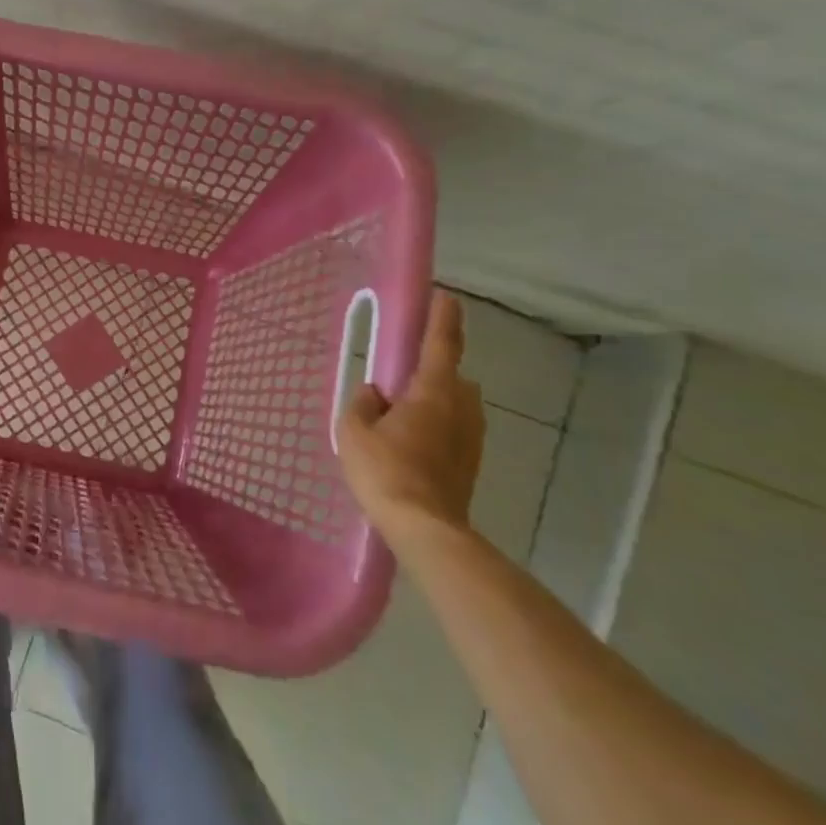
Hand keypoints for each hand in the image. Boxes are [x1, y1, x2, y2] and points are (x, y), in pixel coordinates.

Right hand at [336, 292, 484, 540]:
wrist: (425, 527)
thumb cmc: (385, 470)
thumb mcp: (354, 430)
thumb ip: (362, 403)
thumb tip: (376, 393)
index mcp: (433, 391)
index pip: (441, 344)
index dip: (443, 319)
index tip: (446, 297)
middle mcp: (461, 407)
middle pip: (451, 377)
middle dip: (431, 372)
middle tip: (399, 383)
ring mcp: (471, 437)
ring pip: (454, 405)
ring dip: (434, 402)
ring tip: (400, 420)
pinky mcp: (471, 462)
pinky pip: (453, 430)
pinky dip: (436, 428)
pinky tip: (410, 447)